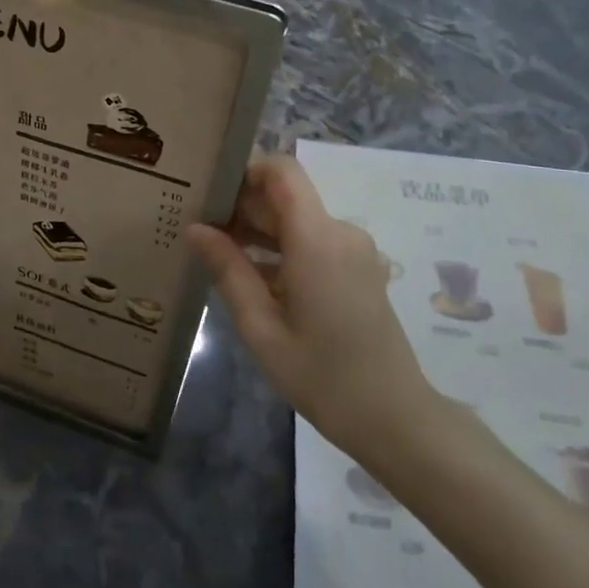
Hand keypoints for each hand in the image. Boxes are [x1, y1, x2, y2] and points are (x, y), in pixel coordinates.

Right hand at [187, 155, 459, 465]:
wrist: (394, 417)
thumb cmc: (322, 376)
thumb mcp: (261, 328)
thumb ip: (228, 270)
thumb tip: (194, 228)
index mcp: (317, 238)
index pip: (282, 170)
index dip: (244, 170)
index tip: (208, 192)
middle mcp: (340, 231)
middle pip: (286, 195)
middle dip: (242, 205)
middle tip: (198, 228)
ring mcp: (354, 249)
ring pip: (297, 218)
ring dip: (259, 229)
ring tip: (215, 253)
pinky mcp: (358, 268)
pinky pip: (312, 241)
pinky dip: (280, 248)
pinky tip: (250, 276)